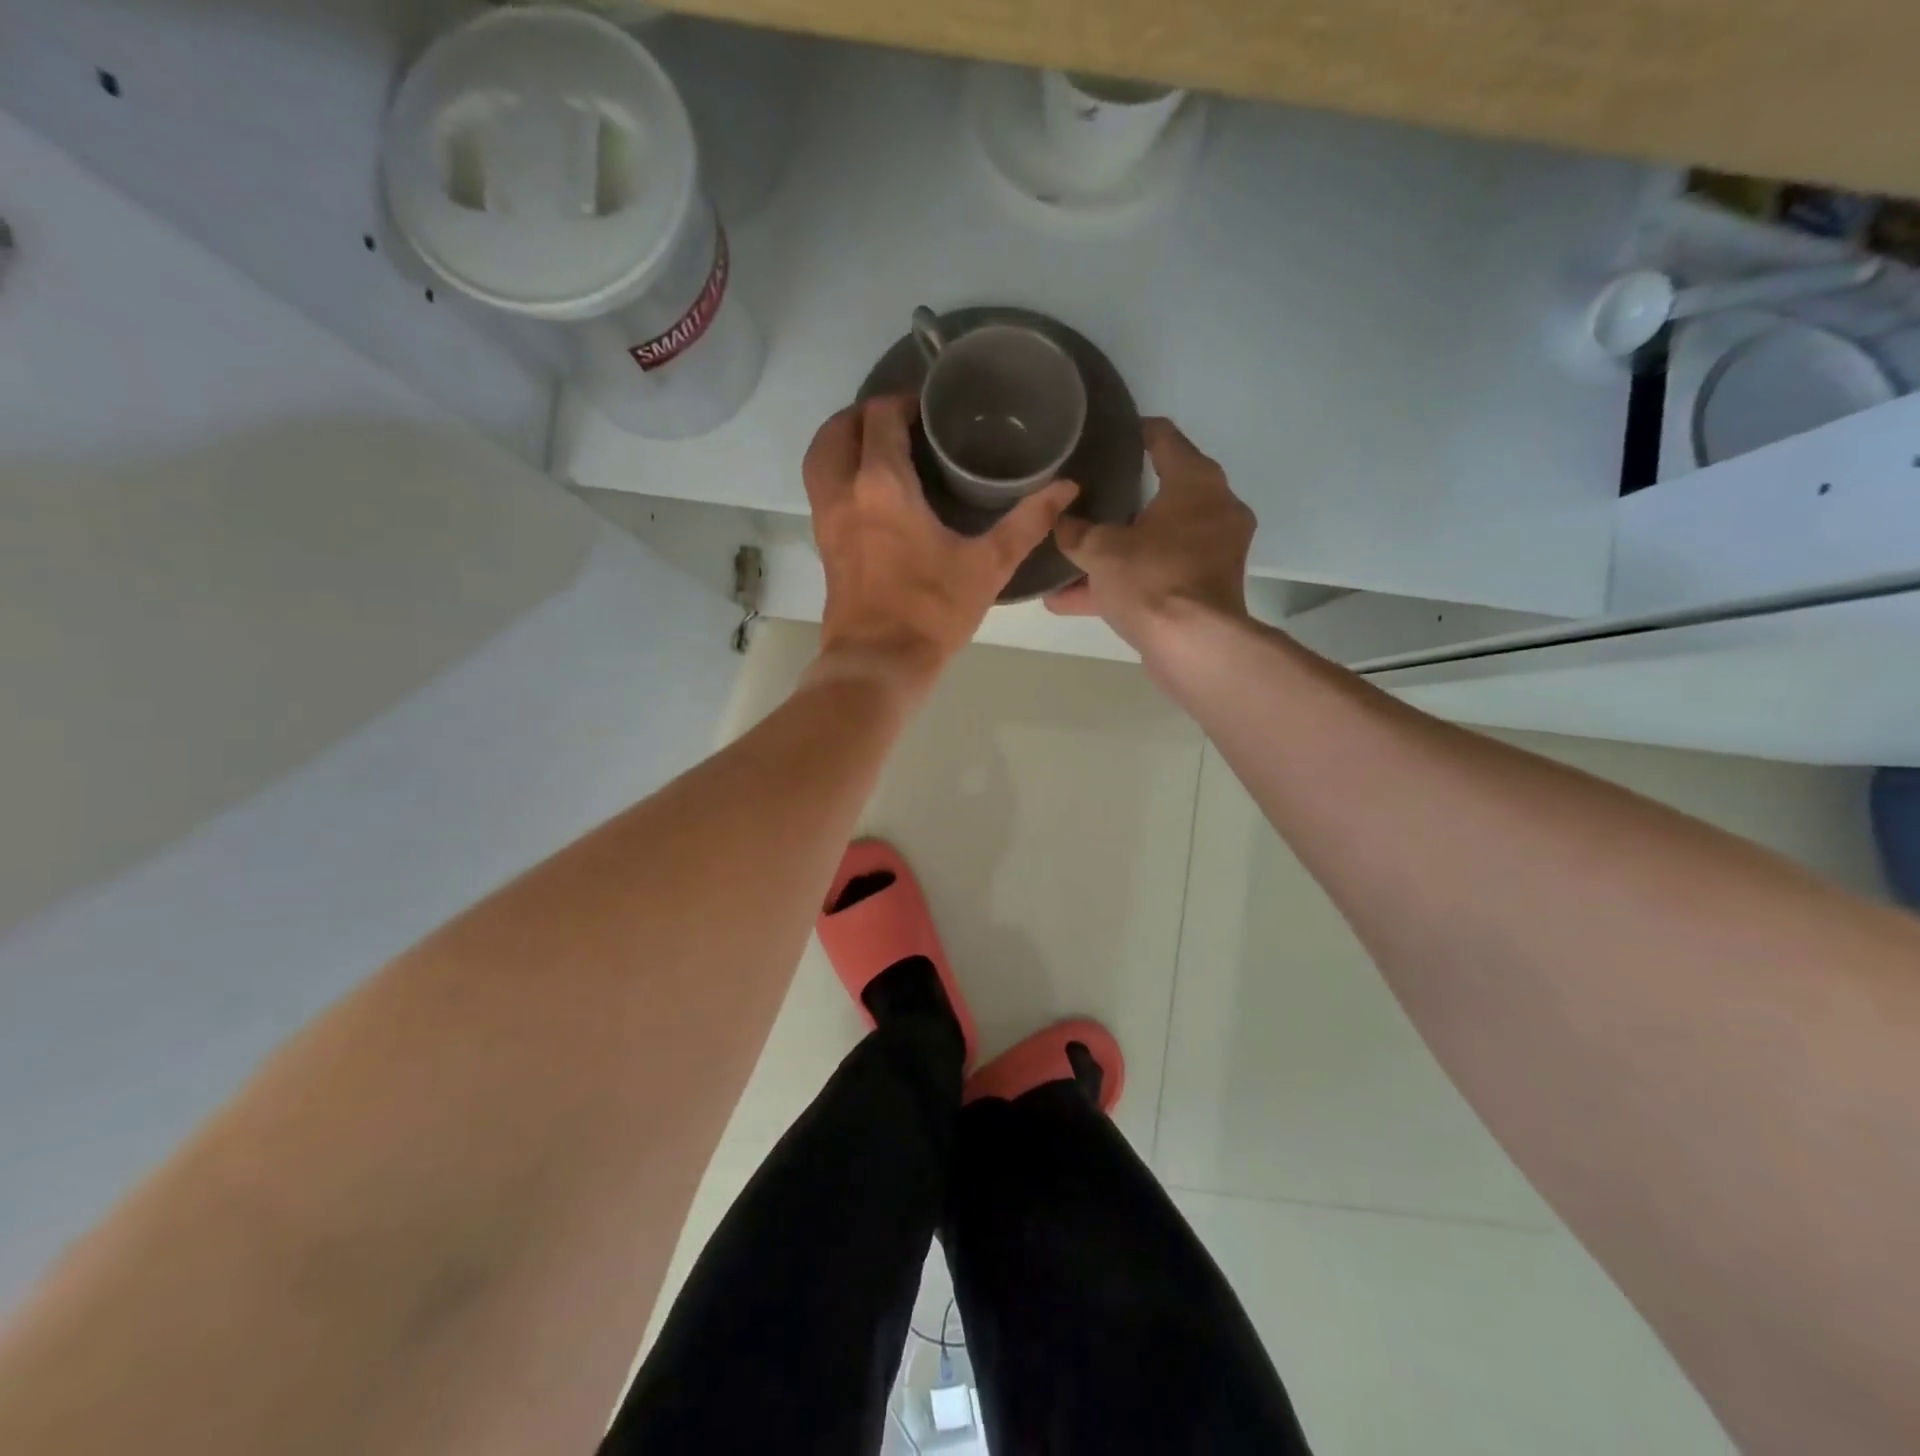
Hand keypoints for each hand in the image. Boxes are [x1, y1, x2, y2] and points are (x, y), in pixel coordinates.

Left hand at [804, 396, 1076, 692]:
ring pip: (820, 458)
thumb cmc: (932, 612)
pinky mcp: (823, 545)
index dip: (903, 402)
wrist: (879, 663)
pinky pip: (821, 489)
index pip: (881, 418)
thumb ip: (1028, 522)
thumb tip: (1068, 487)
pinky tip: (871, 491)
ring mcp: (826, 519)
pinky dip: (837, 472)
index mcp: (882, 486)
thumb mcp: (988, 566)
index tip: (930, 410)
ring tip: (878, 447)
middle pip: (838, 429)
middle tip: (901, 421)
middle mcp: (843, 492)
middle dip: (865, 414)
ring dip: (843, 441)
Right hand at [1046, 418, 1254, 653]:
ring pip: (1153, 542)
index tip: (1108, 434)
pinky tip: (1073, 599)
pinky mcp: (1203, 589)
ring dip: (1114, 552)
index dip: (1134, 432)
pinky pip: (1155, 575)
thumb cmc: (1152, 579)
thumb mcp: (1100, 550)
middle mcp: (1213, 510)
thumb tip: (1059, 521)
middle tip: (1084, 495)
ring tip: (1069, 555)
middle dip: (1119, 501)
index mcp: (1196, 483)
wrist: (1193, 646)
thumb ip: (1076, 532)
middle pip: (1160, 494)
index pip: (1164, 439)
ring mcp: (1211, 553)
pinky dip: (1123, 582)